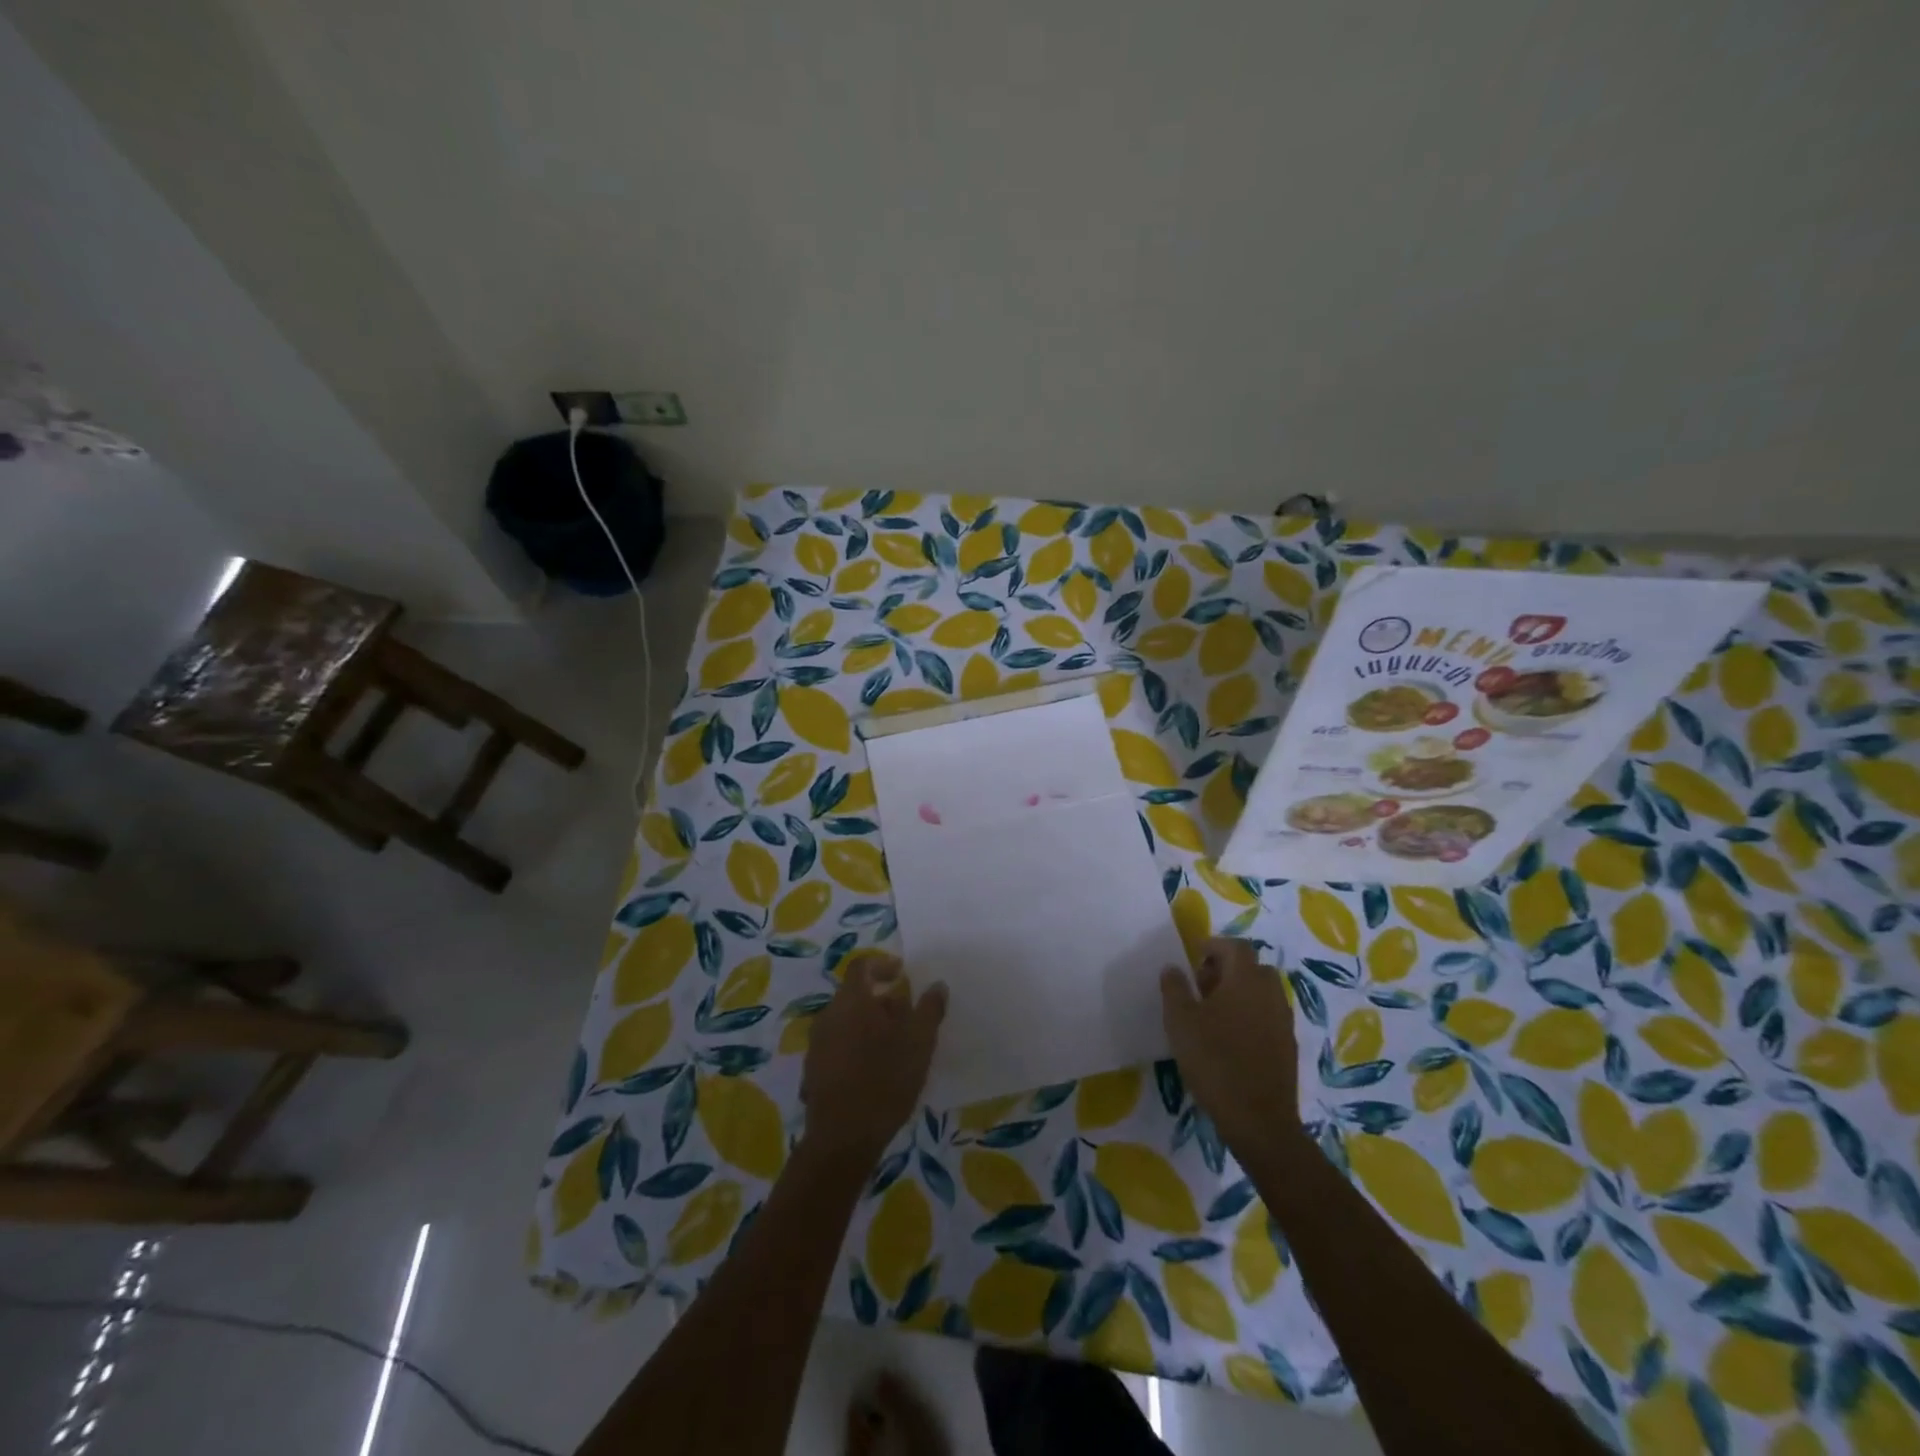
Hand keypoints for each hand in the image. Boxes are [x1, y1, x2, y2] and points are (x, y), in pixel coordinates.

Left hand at [801, 951, 946, 1164]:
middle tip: (906, 1017)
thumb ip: (929, 1009)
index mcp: (852, 1000)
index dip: (882, 965)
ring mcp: (816, 1044)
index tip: (902, 975)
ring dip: (868, 1025)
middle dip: (880, 1001)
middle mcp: (828, 1015)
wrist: (842, 1138)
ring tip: (893, 1048)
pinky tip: (874, 1072)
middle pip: (854, 995)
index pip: (862, 966)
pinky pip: (837, 1046)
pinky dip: (856, 1048)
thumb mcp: (919, 1042)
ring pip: (845, 1022)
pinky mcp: (813, 1071)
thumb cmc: (885, 1079)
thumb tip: (937, 985)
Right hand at [1160, 937, 1301, 1159]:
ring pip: (1262, 993)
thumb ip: (1174, 988)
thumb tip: (1173, 967)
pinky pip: (1268, 1016)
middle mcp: (1271, 993)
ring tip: (1213, 1015)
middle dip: (1227, 969)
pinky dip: (1250, 1016)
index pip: (1235, 946)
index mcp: (1246, 979)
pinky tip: (1230, 1040)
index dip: (1214, 946)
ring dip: (1239, 993)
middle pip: (1251, 967)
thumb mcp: (1180, 1021)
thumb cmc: (1214, 1061)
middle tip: (1201, 987)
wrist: (1258, 1120)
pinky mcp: (1288, 1046)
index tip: (1194, 958)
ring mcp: (1284, 1021)